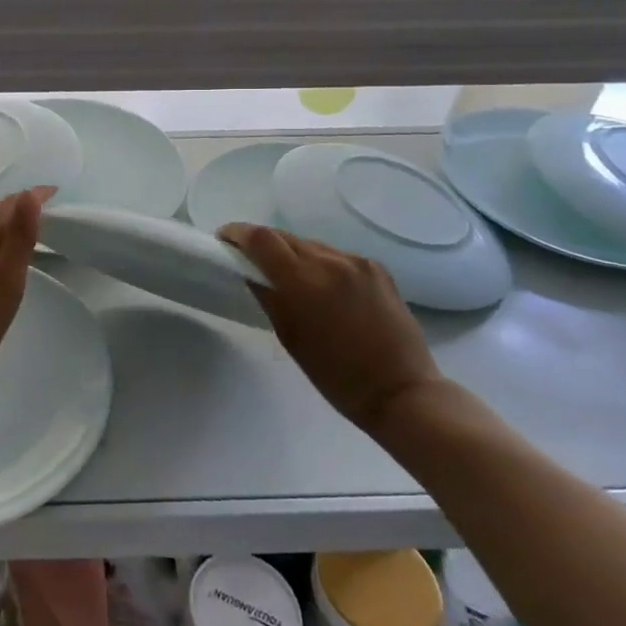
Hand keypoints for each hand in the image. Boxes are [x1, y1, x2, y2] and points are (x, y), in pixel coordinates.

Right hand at [219, 224, 441, 438]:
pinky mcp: (377, 268)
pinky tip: (326, 288)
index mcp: (302, 280)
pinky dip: (322, 264)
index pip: (260, 238)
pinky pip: (337, 256)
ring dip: (294, 255)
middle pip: (284, 237)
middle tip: (252, 260)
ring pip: (311, 245)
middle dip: (264, 244)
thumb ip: (268, 296)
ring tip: (291, 277)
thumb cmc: (336, 376)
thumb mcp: (290, 336)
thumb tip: (250, 271)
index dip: (238, 233)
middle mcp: (329, 261)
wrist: (402, 392)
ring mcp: (356, 262)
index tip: (224, 239)